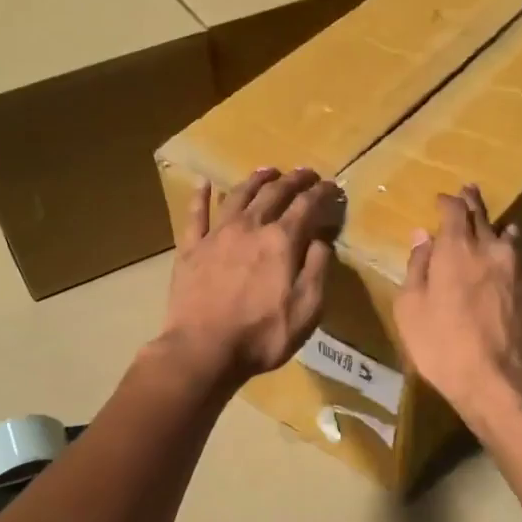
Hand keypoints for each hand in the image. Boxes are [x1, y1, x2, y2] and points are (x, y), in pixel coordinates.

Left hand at [158, 168, 342, 391]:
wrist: (204, 350)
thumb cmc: (262, 335)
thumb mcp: (307, 309)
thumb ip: (318, 269)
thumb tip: (322, 238)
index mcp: (281, 241)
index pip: (306, 206)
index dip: (321, 193)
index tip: (331, 186)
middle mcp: (250, 227)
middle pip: (273, 194)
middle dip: (293, 180)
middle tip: (305, 173)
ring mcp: (216, 236)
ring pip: (237, 196)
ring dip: (255, 181)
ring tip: (267, 171)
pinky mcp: (190, 249)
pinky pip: (195, 215)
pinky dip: (200, 197)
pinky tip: (203, 183)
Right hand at [395, 185, 521, 429]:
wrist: (503, 383)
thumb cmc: (444, 348)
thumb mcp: (411, 310)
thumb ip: (416, 268)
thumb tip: (421, 237)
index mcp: (457, 249)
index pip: (454, 210)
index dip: (447, 201)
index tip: (441, 199)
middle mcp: (493, 249)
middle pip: (484, 216)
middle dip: (473, 202)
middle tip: (469, 191)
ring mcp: (521, 269)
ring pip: (510, 237)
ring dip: (499, 230)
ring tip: (495, 229)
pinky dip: (513, 261)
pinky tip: (510, 271)